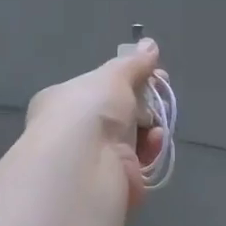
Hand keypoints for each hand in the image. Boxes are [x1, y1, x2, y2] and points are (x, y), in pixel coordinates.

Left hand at [24, 40, 167, 207]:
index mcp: (63, 102)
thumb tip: (150, 45)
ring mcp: (94, 159)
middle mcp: (74, 131)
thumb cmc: (90, 110)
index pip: (97, 89)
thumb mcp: (113, 76)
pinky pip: (140, 161)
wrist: (85, 163)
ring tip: (158, 121)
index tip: (152, 72)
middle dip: (144, 103)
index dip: (126, 80)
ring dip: (150, 126)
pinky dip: (151, 149)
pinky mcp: (114, 181)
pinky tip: (155, 140)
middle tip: (162, 93)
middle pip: (118, 113)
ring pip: (132, 137)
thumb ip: (134, 63)